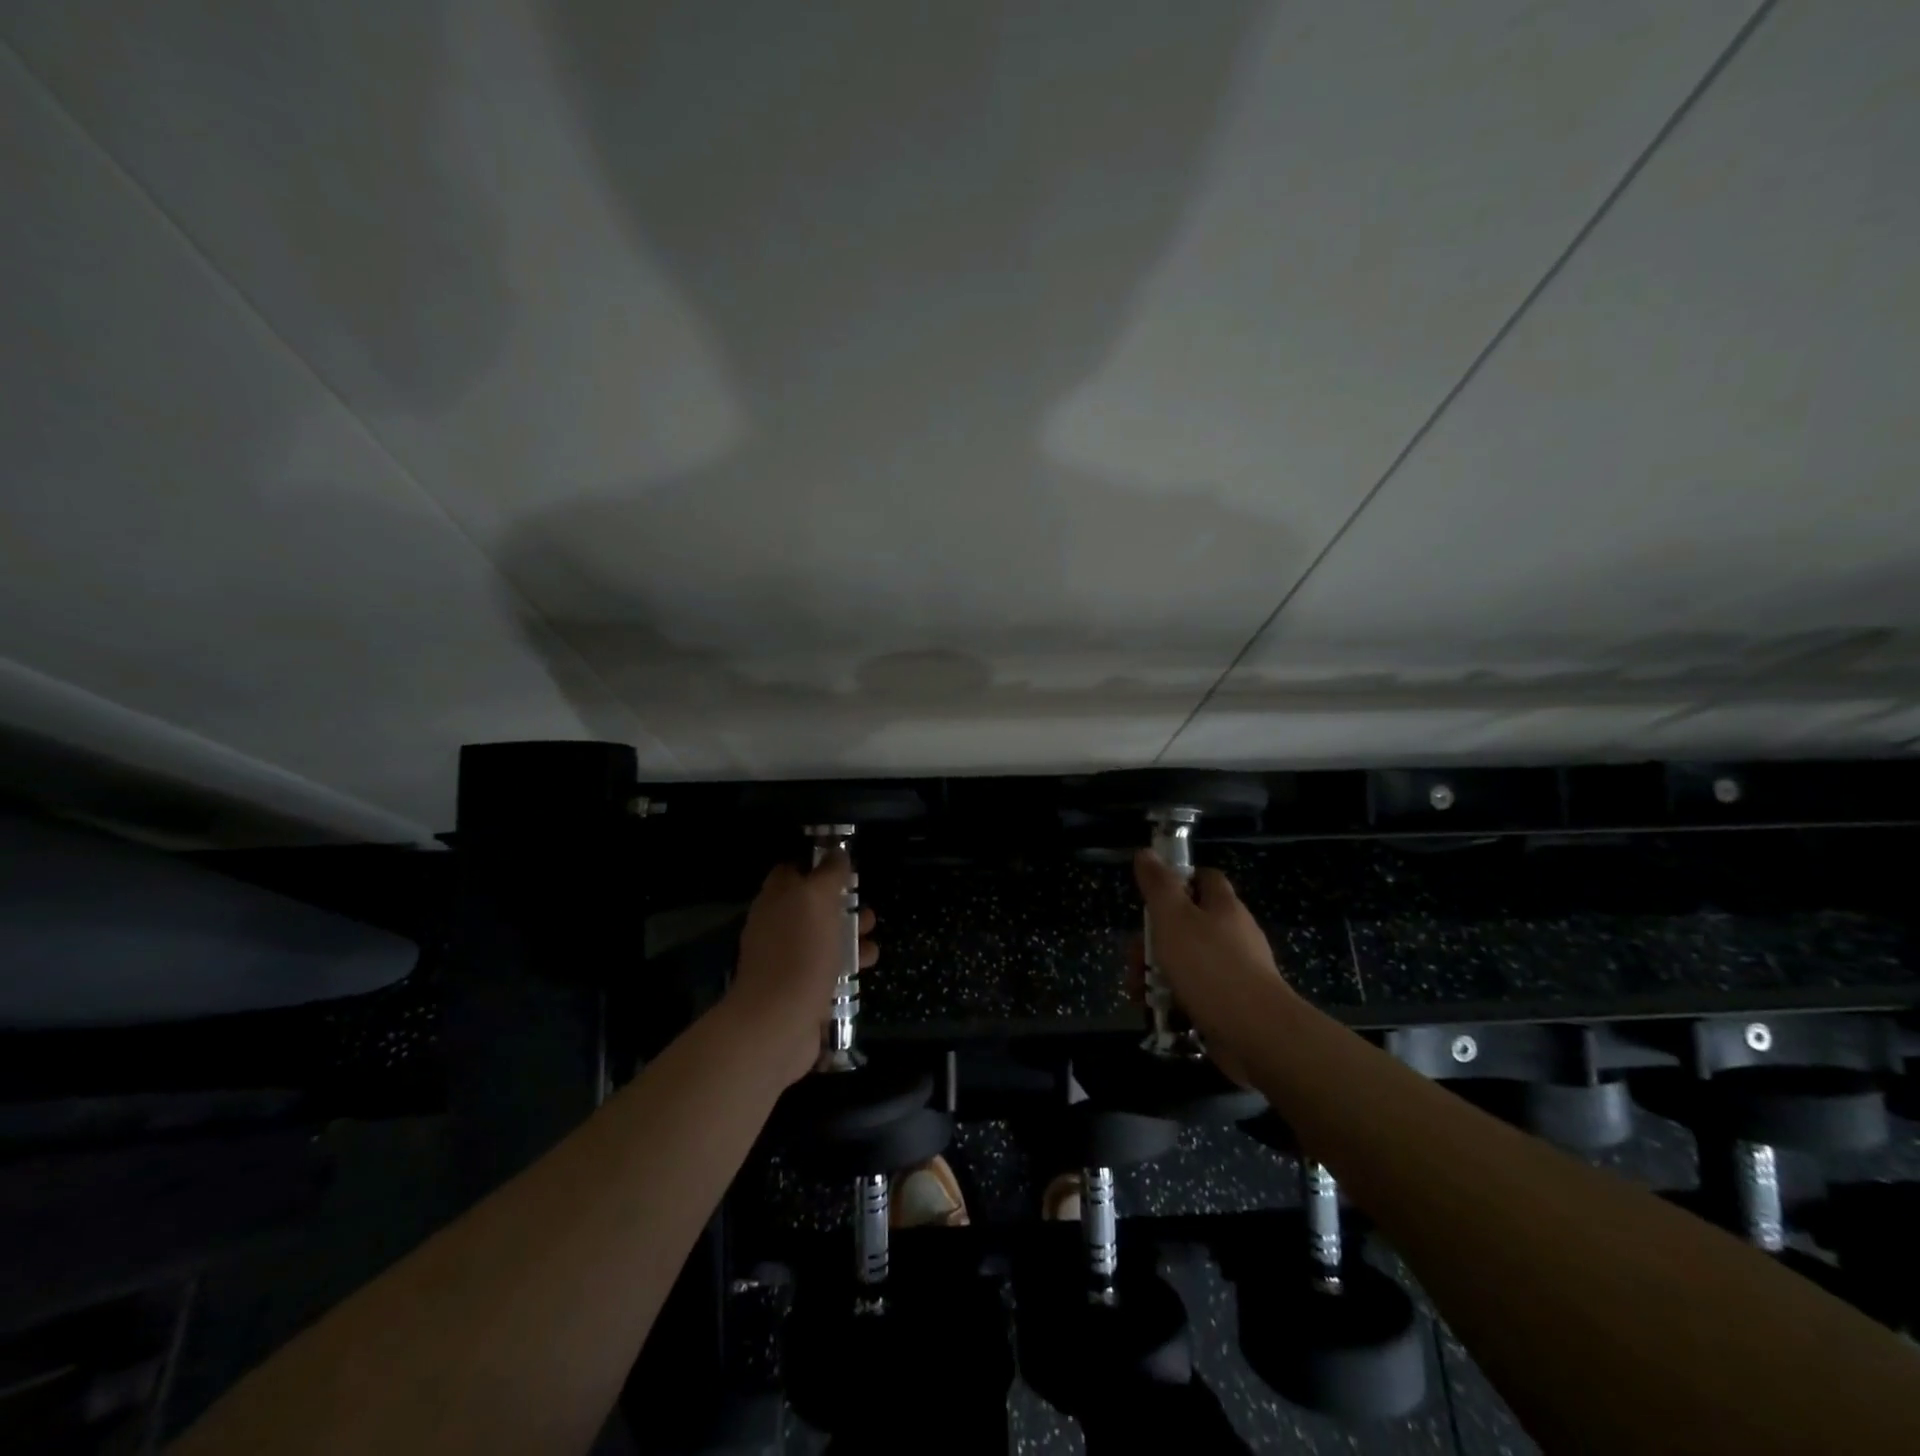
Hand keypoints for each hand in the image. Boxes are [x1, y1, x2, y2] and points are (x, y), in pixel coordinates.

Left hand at [726, 851, 877, 1086]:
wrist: (778, 1024)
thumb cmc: (800, 953)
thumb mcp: (817, 899)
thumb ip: (829, 873)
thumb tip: (837, 853)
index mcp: (775, 900)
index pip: (792, 870)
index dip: (818, 864)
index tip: (846, 867)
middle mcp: (777, 927)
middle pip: (812, 906)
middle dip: (842, 905)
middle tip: (867, 908)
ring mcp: (787, 960)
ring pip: (823, 938)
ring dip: (851, 937)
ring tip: (873, 940)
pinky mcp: (800, 990)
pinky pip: (828, 970)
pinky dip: (848, 967)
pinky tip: (866, 968)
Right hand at [1130, 849, 1294, 1080]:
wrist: (1257, 1035)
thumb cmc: (1210, 967)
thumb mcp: (1174, 918)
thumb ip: (1158, 885)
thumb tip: (1146, 853)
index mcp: (1223, 907)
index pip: (1204, 878)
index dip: (1178, 880)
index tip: (1151, 896)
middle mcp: (1234, 935)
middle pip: (1188, 924)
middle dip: (1153, 939)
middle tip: (1133, 957)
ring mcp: (1235, 972)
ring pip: (1187, 962)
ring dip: (1157, 973)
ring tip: (1137, 991)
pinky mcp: (1232, 1006)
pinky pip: (1196, 994)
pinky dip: (1173, 999)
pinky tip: (1156, 1011)